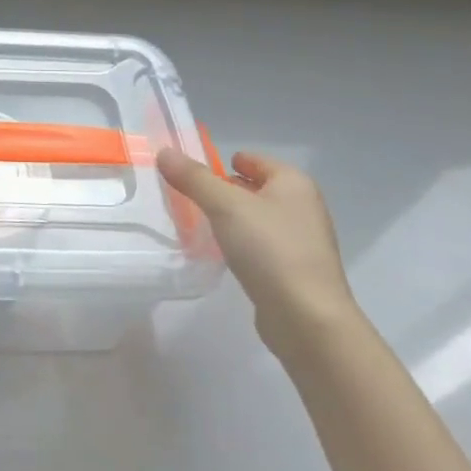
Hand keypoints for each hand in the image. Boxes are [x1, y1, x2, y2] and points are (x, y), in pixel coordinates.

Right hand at [157, 148, 356, 354]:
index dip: (223, 161)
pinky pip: (261, 245)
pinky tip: (222, 253)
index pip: (253, 159)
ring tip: (198, 224)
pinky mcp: (295, 270)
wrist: (307, 318)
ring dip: (231, 218)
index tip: (192, 172)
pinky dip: (241, 243)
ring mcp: (302, 240)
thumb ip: (193, 178)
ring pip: (257, 218)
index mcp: (293, 183)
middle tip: (189, 197)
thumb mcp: (224, 206)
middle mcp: (303, 206)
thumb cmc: (269, 249)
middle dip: (223, 191)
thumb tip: (164, 152)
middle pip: (254, 187)